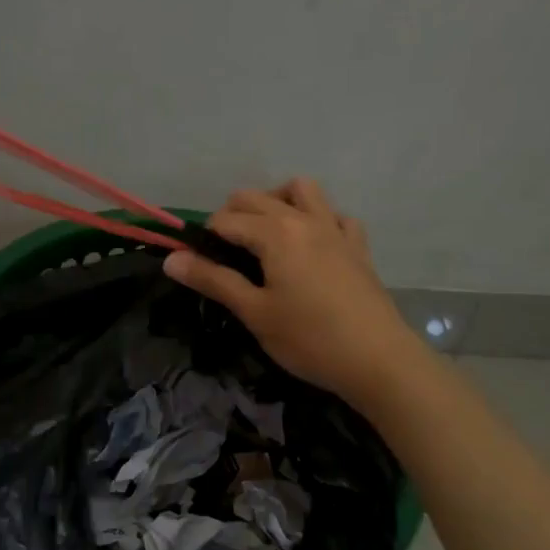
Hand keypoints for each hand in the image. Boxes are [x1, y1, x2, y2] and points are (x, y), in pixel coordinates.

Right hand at [163, 178, 426, 409]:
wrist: (378, 359)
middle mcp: (303, 219)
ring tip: (266, 233)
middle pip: (256, 198)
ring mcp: (335, 229)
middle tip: (223, 254)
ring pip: (301, 190)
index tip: (196, 264)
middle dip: (231, 215)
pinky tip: (311, 245)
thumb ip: (213, 280)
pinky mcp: (357, 246)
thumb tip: (171, 259)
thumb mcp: (254, 312)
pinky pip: (335, 215)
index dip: (204, 238)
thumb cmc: (308, 339)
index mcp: (275, 233)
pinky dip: (318, 219)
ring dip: (276, 201)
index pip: (225, 220)